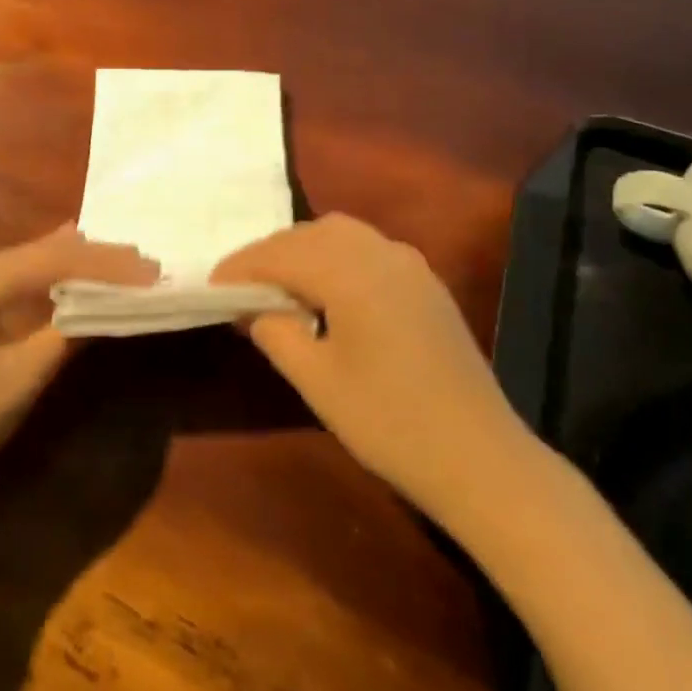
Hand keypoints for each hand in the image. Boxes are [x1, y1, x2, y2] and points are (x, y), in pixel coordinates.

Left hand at [0, 226, 157, 495]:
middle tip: (143, 262)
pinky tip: (74, 276)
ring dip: (73, 266)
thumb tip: (107, 306)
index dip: (104, 263)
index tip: (149, 269)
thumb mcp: (18, 381)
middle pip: (38, 253)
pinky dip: (49, 283)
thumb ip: (65, 335)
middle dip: (92, 257)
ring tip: (121, 263)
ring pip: (27, 265)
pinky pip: (13, 285)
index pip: (51, 260)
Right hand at [213, 214, 535, 522]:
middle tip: (241, 285)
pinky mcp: (426, 284)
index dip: (242, 267)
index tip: (212, 285)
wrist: (479, 457)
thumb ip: (276, 332)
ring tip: (279, 285)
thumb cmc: (389, 423)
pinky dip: (336, 256)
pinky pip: (369, 249)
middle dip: (271, 252)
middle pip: (312, 233)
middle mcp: (382, 254)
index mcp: (352, 273)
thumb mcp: (318, 381)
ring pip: (343, 235)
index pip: (282, 254)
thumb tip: (252, 307)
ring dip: (304, 249)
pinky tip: (327, 291)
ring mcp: (411, 266)